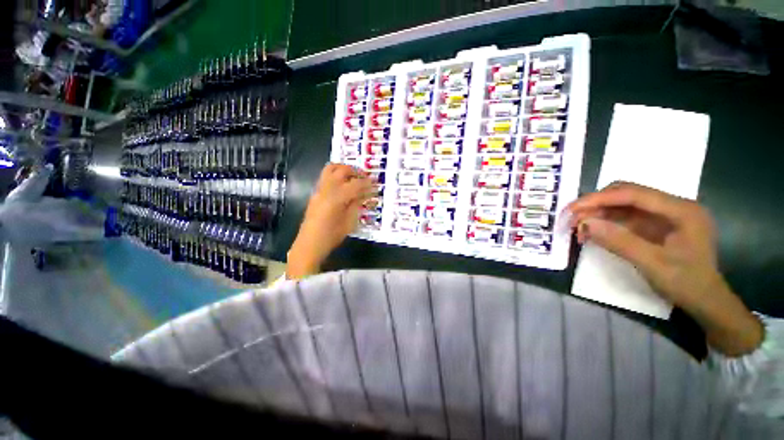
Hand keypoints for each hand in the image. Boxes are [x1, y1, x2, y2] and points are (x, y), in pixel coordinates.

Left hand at [286, 164, 374, 279]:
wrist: (310, 244)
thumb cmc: (332, 236)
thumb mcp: (349, 222)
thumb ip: (356, 205)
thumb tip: (364, 194)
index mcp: (337, 198)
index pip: (355, 184)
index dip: (366, 182)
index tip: (375, 182)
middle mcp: (326, 190)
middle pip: (341, 170)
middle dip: (354, 170)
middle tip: (364, 176)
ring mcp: (319, 190)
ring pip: (329, 170)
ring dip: (343, 169)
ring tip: (353, 176)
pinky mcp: (315, 194)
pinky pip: (325, 177)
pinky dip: (336, 175)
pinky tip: (343, 185)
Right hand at [567, 182, 761, 355]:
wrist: (706, 302)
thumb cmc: (687, 284)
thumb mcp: (653, 265)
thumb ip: (620, 242)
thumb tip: (584, 224)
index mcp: (681, 210)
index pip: (634, 194)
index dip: (599, 198)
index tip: (572, 209)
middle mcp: (673, 206)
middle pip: (627, 194)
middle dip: (596, 204)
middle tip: (572, 219)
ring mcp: (664, 216)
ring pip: (623, 205)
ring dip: (598, 213)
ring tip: (577, 228)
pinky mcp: (656, 225)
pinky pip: (625, 217)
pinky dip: (605, 222)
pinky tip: (592, 232)